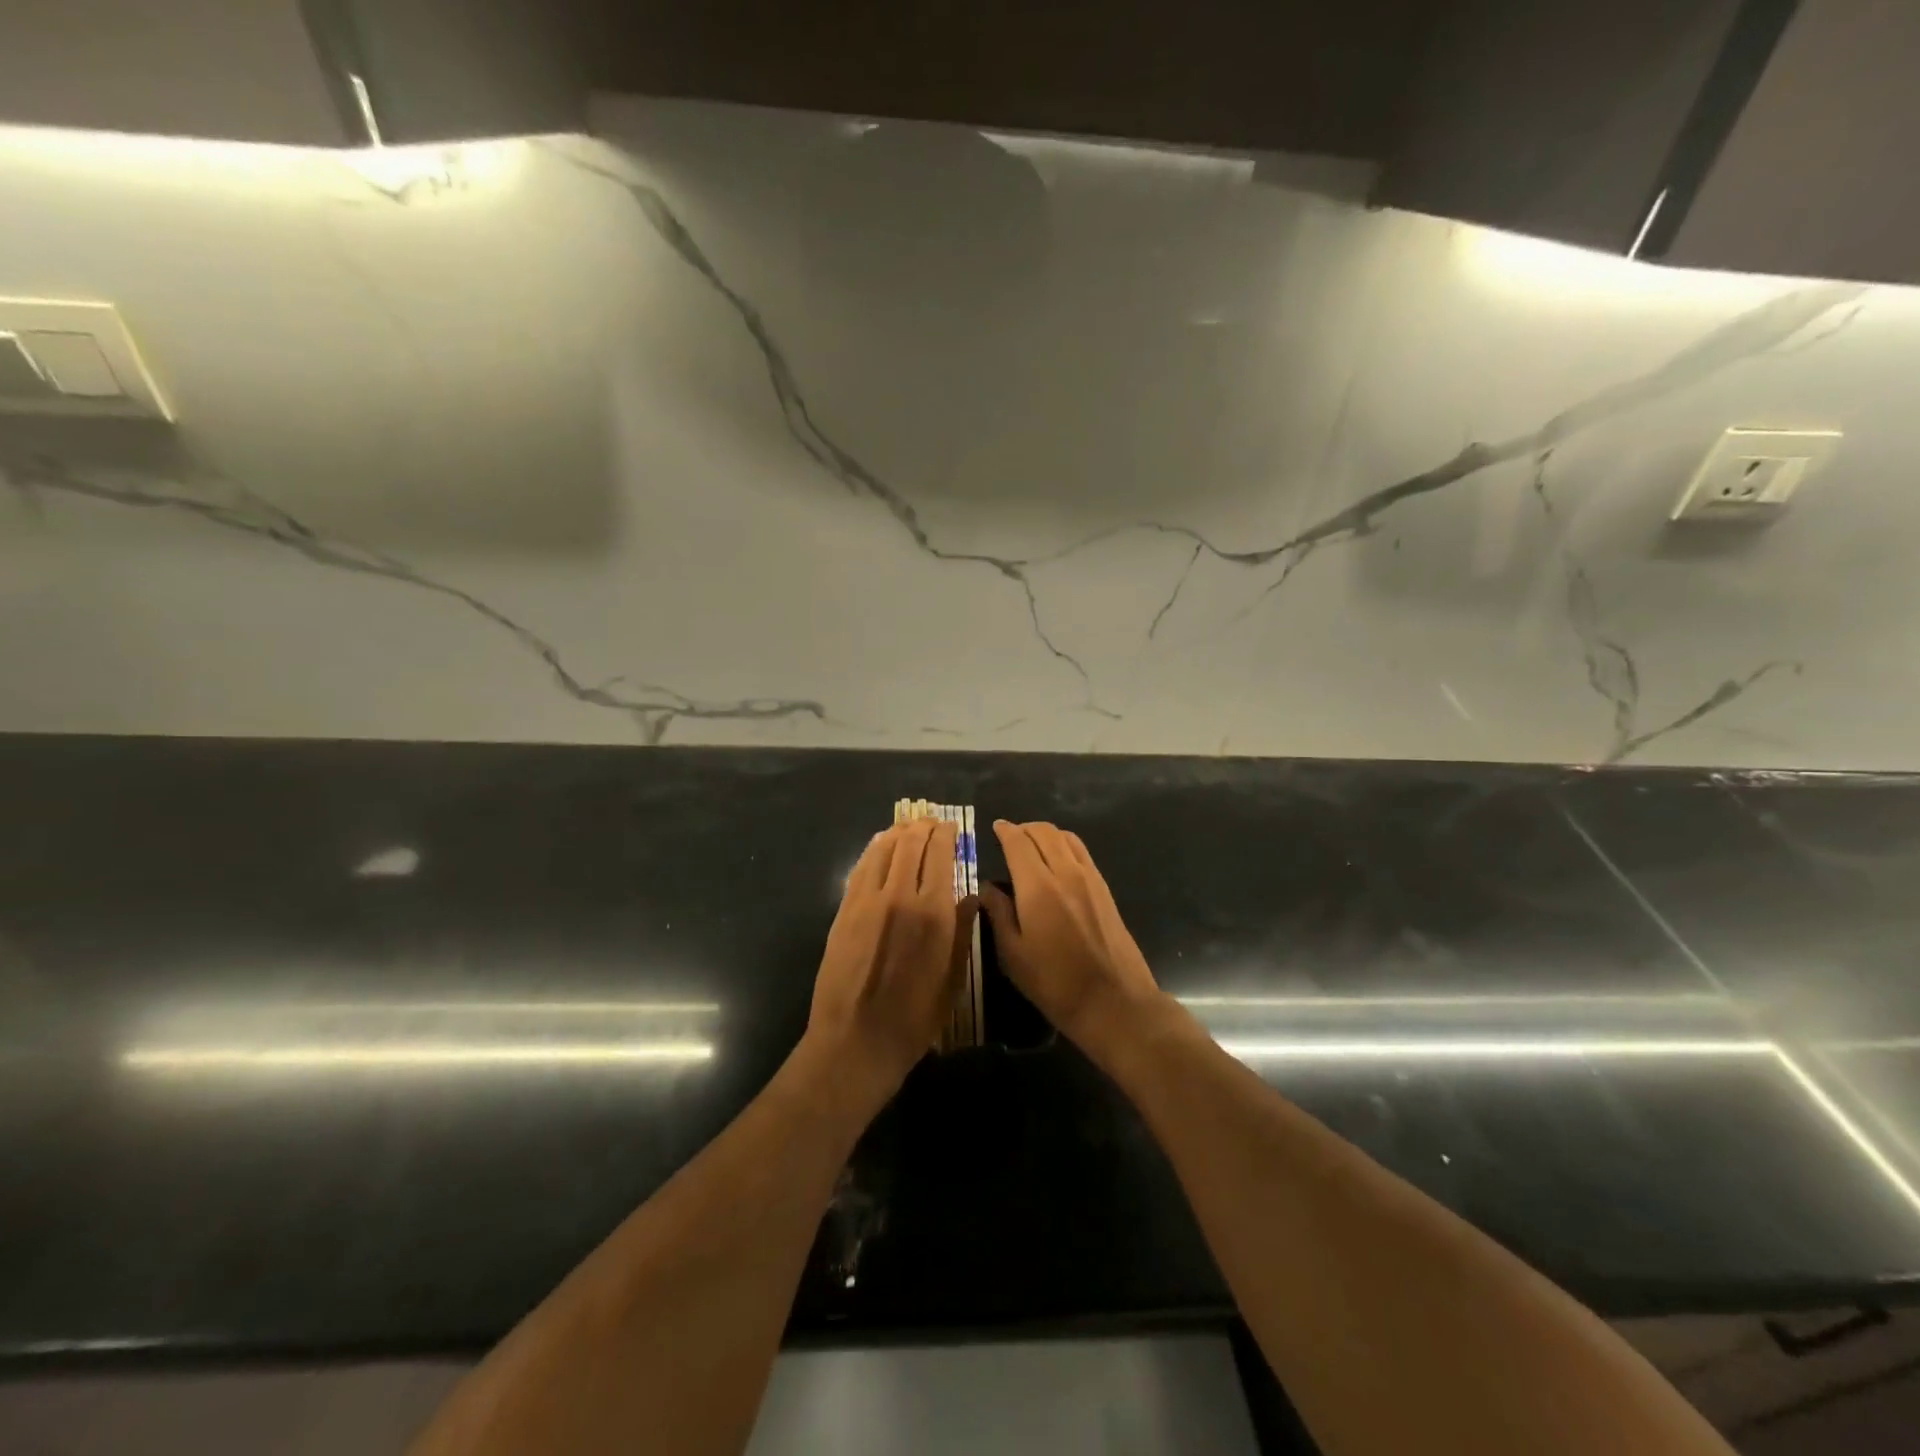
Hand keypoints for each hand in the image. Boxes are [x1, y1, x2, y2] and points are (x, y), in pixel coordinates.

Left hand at [806, 818, 977, 1113]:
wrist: (856, 1040)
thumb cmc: (915, 1017)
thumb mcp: (953, 977)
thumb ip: (962, 930)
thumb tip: (970, 896)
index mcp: (933, 912)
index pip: (940, 854)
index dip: (947, 834)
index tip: (952, 827)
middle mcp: (899, 895)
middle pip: (911, 844)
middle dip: (924, 827)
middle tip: (932, 822)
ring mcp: (867, 901)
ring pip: (883, 849)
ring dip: (898, 832)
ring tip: (908, 827)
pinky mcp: (845, 911)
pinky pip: (861, 868)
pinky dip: (874, 850)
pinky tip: (880, 845)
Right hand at [981, 821, 1164, 1062]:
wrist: (1114, 1001)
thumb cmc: (1055, 983)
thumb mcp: (1014, 955)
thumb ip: (998, 914)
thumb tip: (987, 888)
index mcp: (1038, 887)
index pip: (1018, 843)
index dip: (1005, 831)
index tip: (995, 827)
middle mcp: (1065, 873)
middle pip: (1045, 832)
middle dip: (1024, 828)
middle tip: (1010, 836)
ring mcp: (1090, 878)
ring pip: (1066, 837)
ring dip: (1046, 833)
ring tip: (1032, 845)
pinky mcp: (1105, 889)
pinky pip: (1082, 852)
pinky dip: (1065, 845)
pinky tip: (1057, 861)